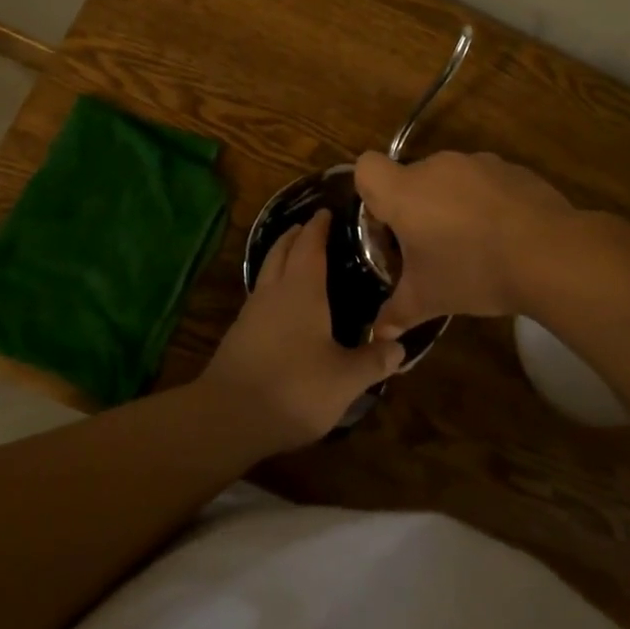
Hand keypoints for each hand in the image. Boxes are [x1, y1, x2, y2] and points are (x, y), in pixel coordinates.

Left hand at [196, 214, 405, 450]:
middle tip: (309, 226)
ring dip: (279, 257)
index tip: (327, 212)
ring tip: (295, 258)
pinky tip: (281, 305)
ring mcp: (252, 312)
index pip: (310, 245)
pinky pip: (260, 295)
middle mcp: (274, 292)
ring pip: (266, 271)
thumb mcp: (346, 379)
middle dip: (295, 235)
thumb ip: (374, 361)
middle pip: (281, 251)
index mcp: (302, 289)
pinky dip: (272, 285)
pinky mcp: (239, 335)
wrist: (229, 416)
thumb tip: (400, 346)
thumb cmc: (295, 388)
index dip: (319, 227)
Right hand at [354, 150, 573, 338]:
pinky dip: (486, 201)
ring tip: (473, 244)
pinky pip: (485, 182)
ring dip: (451, 203)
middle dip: (415, 208)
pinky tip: (505, 236)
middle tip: (430, 248)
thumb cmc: (473, 271)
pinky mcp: (511, 169)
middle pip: (410, 178)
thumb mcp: (428, 299)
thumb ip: (396, 313)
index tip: (389, 226)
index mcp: (404, 191)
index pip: (366, 167)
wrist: (550, 254)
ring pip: (450, 179)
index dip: (370, 193)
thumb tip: (378, 335)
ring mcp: (477, 163)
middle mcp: (436, 167)